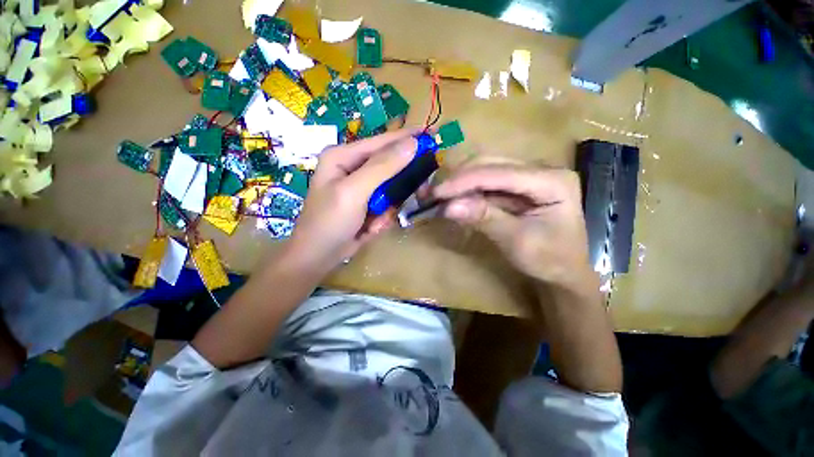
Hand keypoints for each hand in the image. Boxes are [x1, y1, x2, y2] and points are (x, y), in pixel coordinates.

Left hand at [286, 129, 416, 269]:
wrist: (318, 257)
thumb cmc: (330, 221)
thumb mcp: (354, 191)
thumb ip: (383, 167)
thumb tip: (412, 143)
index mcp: (343, 156)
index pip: (380, 142)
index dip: (406, 138)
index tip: (430, 135)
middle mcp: (352, 167)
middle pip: (389, 165)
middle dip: (400, 184)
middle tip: (419, 191)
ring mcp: (360, 187)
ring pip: (391, 189)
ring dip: (388, 207)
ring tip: (377, 222)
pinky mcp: (366, 203)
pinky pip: (386, 204)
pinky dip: (383, 217)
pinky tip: (371, 228)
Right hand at [433, 164, 594, 290]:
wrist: (563, 272)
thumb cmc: (549, 261)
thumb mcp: (517, 242)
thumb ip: (485, 219)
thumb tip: (449, 207)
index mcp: (553, 181)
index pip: (500, 173)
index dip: (465, 181)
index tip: (436, 193)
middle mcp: (542, 169)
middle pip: (491, 164)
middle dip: (459, 179)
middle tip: (433, 194)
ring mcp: (529, 175)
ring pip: (486, 169)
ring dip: (460, 182)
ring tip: (438, 195)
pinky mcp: (517, 186)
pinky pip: (487, 182)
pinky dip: (467, 190)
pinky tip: (453, 198)